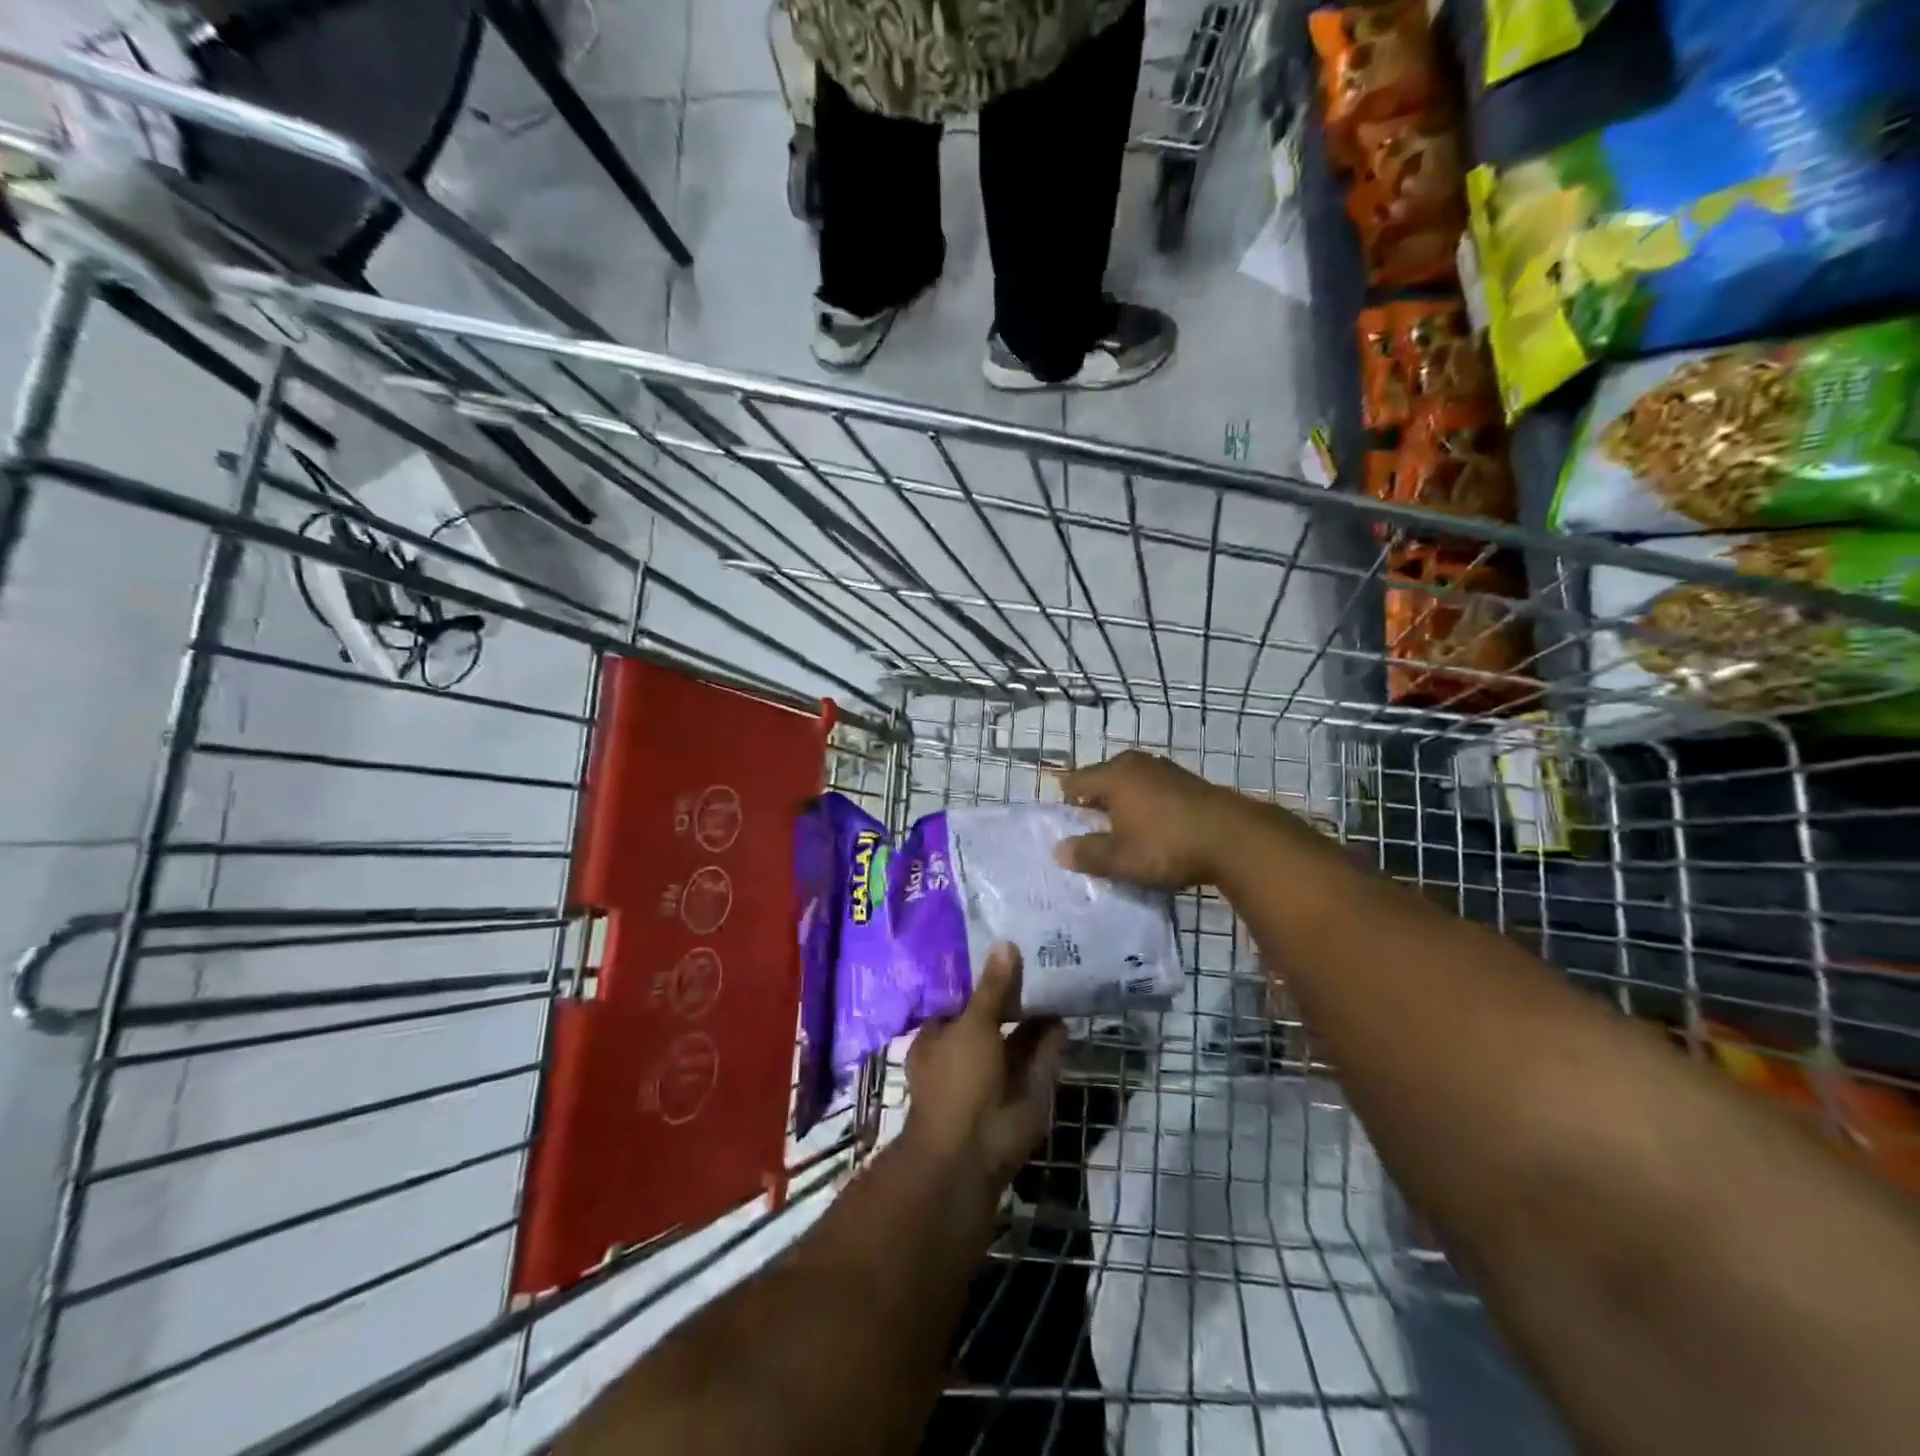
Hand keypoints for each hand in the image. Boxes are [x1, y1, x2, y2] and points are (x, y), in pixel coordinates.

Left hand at [904, 945, 1067, 1189]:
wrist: (974, 1150)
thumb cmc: (957, 1078)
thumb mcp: (972, 1024)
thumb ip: (993, 988)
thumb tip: (1005, 944)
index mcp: (940, 1038)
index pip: (960, 1000)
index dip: (980, 978)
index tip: (1003, 949)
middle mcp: (968, 1053)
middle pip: (993, 1016)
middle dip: (1014, 995)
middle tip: (1039, 957)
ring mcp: (999, 1073)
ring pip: (1020, 1037)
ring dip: (1037, 1015)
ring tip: (1058, 978)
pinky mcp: (1027, 1089)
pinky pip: (1042, 1057)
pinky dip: (1053, 1039)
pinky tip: (1066, 1013)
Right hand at [1054, 750, 1254, 889]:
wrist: (1234, 839)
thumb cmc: (1166, 845)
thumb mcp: (1121, 858)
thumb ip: (1088, 854)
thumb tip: (1060, 850)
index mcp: (1113, 776)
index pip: (1075, 782)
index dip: (1065, 803)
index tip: (1068, 826)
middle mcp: (1136, 764)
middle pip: (1103, 778)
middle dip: (1095, 802)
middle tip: (1093, 830)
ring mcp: (1165, 770)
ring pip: (1131, 783)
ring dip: (1124, 804)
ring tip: (1124, 832)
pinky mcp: (1189, 782)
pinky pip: (1154, 790)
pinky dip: (1147, 805)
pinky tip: (1155, 828)